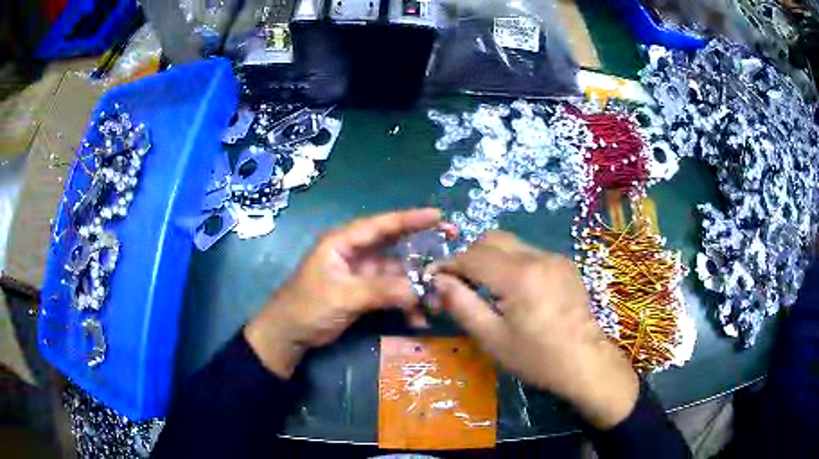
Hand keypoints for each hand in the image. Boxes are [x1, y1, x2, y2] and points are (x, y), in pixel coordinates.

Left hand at [245, 209, 440, 378]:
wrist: (289, 334)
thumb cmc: (308, 306)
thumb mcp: (343, 296)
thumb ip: (380, 291)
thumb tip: (417, 291)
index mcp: (343, 242)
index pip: (380, 225)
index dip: (409, 219)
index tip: (437, 216)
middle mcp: (355, 253)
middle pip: (393, 247)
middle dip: (420, 253)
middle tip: (448, 256)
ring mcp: (361, 274)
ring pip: (395, 273)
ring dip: (415, 286)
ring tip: (435, 301)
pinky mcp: (364, 293)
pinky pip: (391, 292)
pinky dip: (404, 303)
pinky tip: (417, 318)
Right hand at [431, 231, 638, 429]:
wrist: (585, 362)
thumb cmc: (536, 357)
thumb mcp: (492, 338)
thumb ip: (462, 305)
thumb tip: (439, 281)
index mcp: (518, 276)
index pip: (472, 256)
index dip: (448, 264)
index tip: (432, 276)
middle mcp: (537, 256)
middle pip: (492, 239)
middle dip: (469, 256)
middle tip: (460, 282)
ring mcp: (555, 258)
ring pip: (511, 244)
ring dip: (491, 258)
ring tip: (486, 288)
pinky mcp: (565, 264)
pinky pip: (530, 253)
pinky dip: (512, 263)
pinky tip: (515, 290)